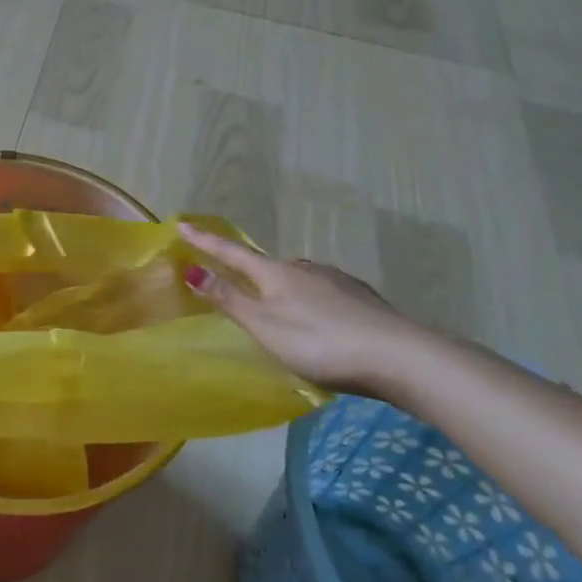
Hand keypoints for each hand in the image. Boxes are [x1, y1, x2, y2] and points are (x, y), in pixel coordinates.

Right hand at [177, 223, 433, 397]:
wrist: (400, 356)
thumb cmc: (320, 342)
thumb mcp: (265, 326)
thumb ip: (229, 299)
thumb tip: (192, 268)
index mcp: (275, 274)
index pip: (231, 253)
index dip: (205, 242)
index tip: (182, 225)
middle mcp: (304, 268)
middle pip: (267, 266)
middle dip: (249, 271)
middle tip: (236, 283)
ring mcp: (337, 280)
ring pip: (298, 279)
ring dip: (282, 288)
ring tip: (279, 310)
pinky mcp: (361, 298)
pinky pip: (323, 293)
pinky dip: (311, 302)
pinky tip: (320, 320)